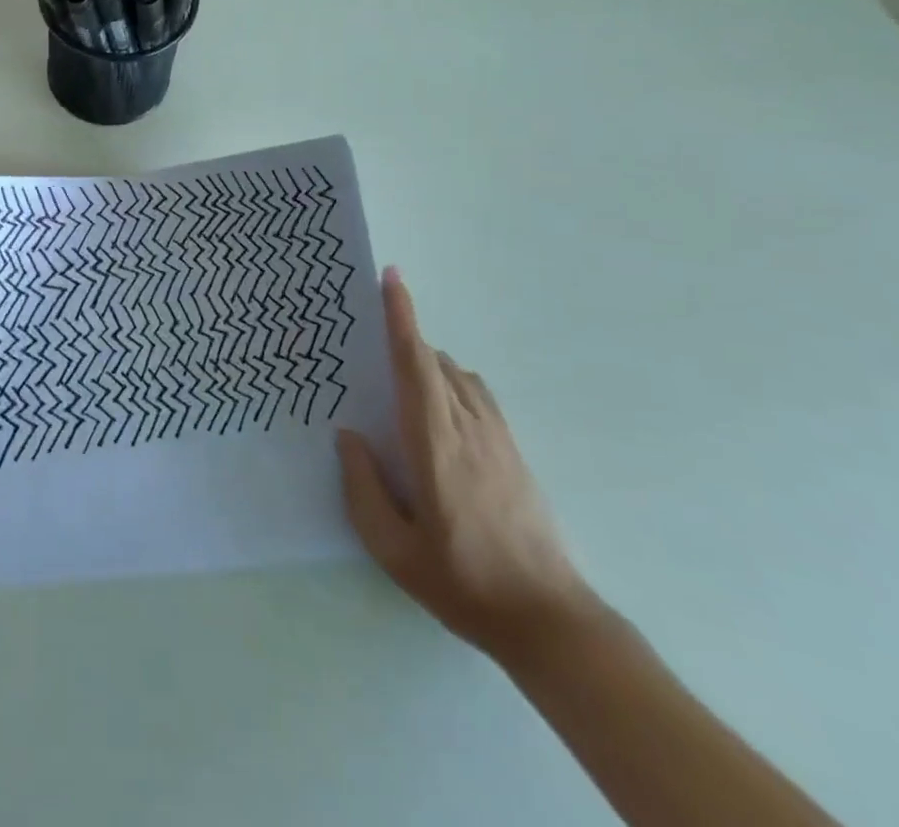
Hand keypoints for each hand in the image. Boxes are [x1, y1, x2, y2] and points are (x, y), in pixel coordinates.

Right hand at [337, 268, 597, 663]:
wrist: (549, 620)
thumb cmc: (463, 582)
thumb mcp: (393, 549)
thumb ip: (363, 487)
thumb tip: (349, 435)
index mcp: (436, 444)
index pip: (416, 365)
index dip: (402, 317)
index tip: (392, 277)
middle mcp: (469, 428)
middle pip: (435, 362)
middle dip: (404, 340)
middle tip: (370, 342)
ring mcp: (499, 438)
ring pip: (459, 375)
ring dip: (428, 363)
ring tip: (400, 383)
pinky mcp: (515, 452)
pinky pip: (478, 395)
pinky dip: (452, 382)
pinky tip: (439, 412)